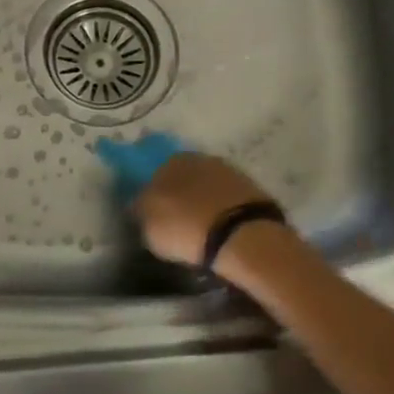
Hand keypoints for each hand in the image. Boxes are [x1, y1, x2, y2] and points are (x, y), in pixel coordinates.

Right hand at [130, 151, 277, 267]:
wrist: (243, 235)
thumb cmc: (186, 226)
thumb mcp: (148, 224)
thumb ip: (141, 210)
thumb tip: (140, 205)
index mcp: (172, 160)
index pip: (155, 173)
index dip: (153, 194)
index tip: (153, 215)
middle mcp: (201, 158)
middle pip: (183, 178)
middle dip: (179, 196)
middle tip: (176, 223)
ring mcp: (230, 172)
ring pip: (207, 188)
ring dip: (202, 203)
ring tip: (201, 231)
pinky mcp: (252, 190)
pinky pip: (227, 201)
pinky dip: (222, 212)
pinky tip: (221, 230)